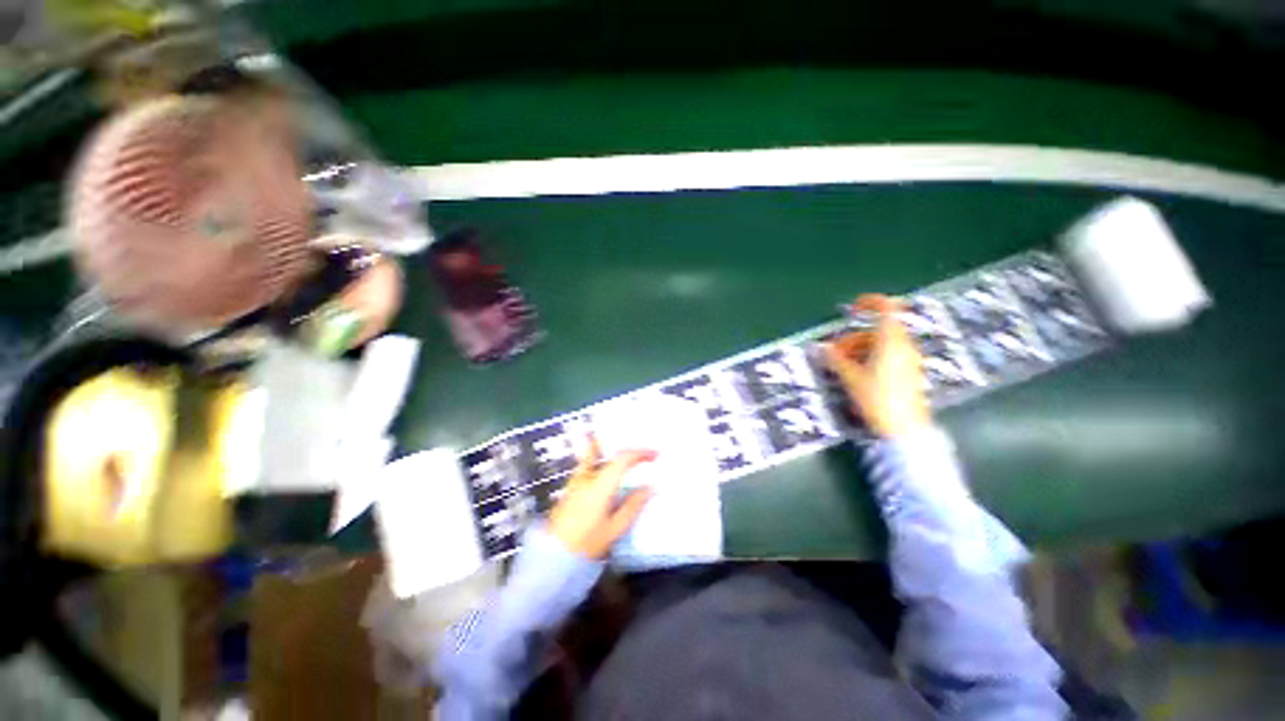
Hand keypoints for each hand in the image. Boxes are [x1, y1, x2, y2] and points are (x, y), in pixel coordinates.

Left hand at [547, 436, 657, 559]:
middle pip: (595, 451)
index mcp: (599, 486)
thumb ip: (632, 506)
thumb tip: (649, 488)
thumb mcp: (615, 528)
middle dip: (610, 444)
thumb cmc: (588, 542)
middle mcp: (584, 480)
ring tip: (615, 455)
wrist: (555, 555)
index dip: (640, 453)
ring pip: (587, 460)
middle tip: (627, 443)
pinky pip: (583, 471)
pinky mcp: (567, 494)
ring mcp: (573, 486)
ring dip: (600, 453)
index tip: (654, 455)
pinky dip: (595, 466)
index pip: (621, 460)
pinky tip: (603, 477)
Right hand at [823, 294, 930, 437]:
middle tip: (837, 353)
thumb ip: (836, 360)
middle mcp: (904, 343)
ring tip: (847, 370)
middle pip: (880, 330)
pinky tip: (864, 379)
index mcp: (891, 337)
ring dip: (865, 350)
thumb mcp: (852, 380)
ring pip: (885, 345)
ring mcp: (911, 359)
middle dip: (856, 338)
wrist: (906, 431)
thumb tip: (820, 349)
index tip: (853, 310)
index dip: (868, 302)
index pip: (884, 305)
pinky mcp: (913, 375)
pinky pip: (893, 358)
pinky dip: (877, 360)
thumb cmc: (879, 400)